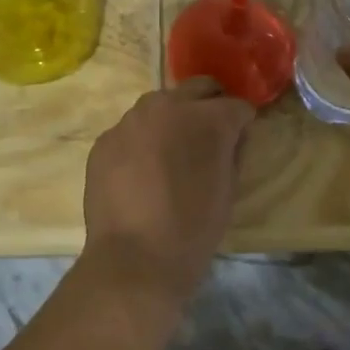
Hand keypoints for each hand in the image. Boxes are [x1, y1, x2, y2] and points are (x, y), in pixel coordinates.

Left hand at [81, 77, 256, 307]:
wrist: (134, 260)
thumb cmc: (192, 230)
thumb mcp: (229, 190)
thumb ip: (233, 152)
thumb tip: (232, 136)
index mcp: (207, 118)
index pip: (236, 105)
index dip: (242, 122)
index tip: (241, 137)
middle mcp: (169, 106)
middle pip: (198, 88)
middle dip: (210, 105)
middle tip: (209, 135)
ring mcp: (132, 119)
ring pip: (160, 104)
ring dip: (172, 118)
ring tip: (171, 152)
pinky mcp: (106, 138)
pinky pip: (132, 129)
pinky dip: (142, 140)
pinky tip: (141, 171)